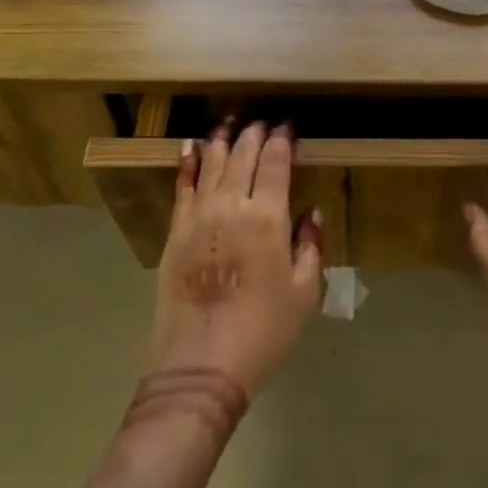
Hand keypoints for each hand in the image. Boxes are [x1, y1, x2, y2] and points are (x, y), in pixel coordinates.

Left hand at [153, 122, 322, 397]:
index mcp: (269, 218)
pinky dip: (187, 164)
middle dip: (253, 134)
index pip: (276, 163)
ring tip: (228, 123)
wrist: (202, 366)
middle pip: (242, 156)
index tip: (288, 126)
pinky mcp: (175, 232)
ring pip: (211, 165)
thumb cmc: (264, 330)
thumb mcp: (304, 292)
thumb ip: (310, 246)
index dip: (282, 140)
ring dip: (221, 140)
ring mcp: (199, 217)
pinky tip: (190, 148)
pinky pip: (182, 188)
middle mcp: (232, 206)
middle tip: (261, 122)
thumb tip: (311, 213)